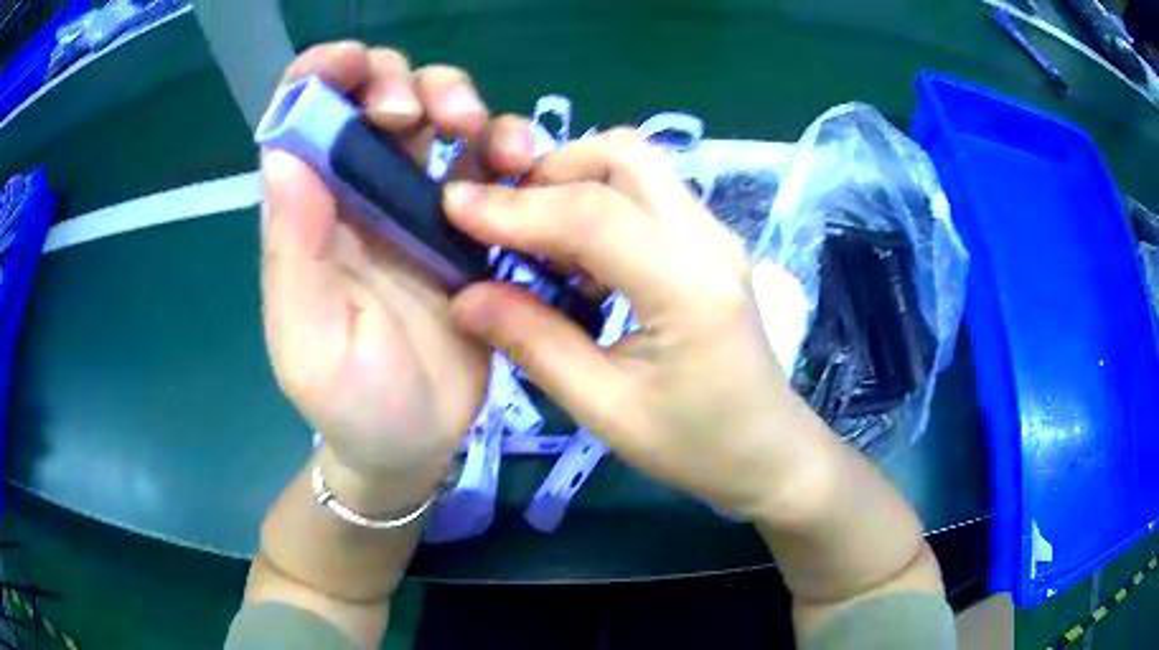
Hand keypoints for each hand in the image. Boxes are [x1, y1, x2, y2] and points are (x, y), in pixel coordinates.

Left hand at [260, 43, 533, 495]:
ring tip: (489, 138)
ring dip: (463, 101)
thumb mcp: (309, 342)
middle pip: (377, 96)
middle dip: (405, 83)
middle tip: (432, 119)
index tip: (354, 66)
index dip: (323, 72)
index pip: (302, 114)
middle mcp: (359, 193)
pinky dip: (508, 146)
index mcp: (309, 212)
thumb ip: (291, 253)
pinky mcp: (469, 225)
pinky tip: (521, 167)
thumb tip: (284, 153)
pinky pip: (490, 162)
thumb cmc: (351, 403)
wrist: (413, 445)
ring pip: (438, 114)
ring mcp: (417, 205)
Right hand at [444, 130, 835, 517]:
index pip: (592, 215)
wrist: (769, 452)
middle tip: (502, 218)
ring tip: (534, 238)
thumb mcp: (606, 411)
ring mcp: (716, 235)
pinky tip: (578, 257)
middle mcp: (709, 240)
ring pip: (637, 165)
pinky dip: (600, 201)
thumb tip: (464, 296)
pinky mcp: (711, 243)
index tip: (452, 207)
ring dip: (574, 181)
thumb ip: (534, 345)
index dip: (514, 207)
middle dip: (549, 170)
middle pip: (622, 156)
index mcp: (689, 287)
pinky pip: (649, 192)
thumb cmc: (696, 446)